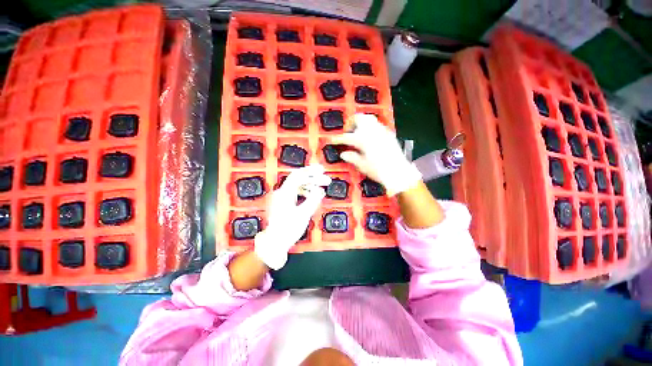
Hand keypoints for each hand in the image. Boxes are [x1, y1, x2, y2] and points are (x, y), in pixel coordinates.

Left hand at [254, 164, 330, 269]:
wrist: (275, 242)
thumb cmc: (288, 229)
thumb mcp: (303, 214)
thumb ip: (312, 200)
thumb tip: (320, 190)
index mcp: (285, 193)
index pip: (298, 176)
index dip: (311, 171)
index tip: (322, 170)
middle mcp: (283, 192)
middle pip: (299, 179)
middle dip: (313, 178)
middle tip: (326, 180)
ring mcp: (283, 197)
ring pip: (299, 185)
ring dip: (311, 185)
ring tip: (322, 188)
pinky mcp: (285, 203)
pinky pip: (297, 192)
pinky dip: (306, 192)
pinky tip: (313, 195)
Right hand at [331, 113, 421, 195]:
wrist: (398, 172)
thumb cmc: (379, 170)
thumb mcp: (362, 165)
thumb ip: (352, 157)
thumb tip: (343, 154)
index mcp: (363, 140)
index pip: (346, 137)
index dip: (338, 139)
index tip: (332, 140)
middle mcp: (372, 132)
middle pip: (360, 118)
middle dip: (351, 122)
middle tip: (348, 131)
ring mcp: (382, 131)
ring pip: (369, 119)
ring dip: (361, 123)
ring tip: (358, 132)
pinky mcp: (389, 134)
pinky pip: (377, 125)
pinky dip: (371, 127)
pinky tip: (370, 136)